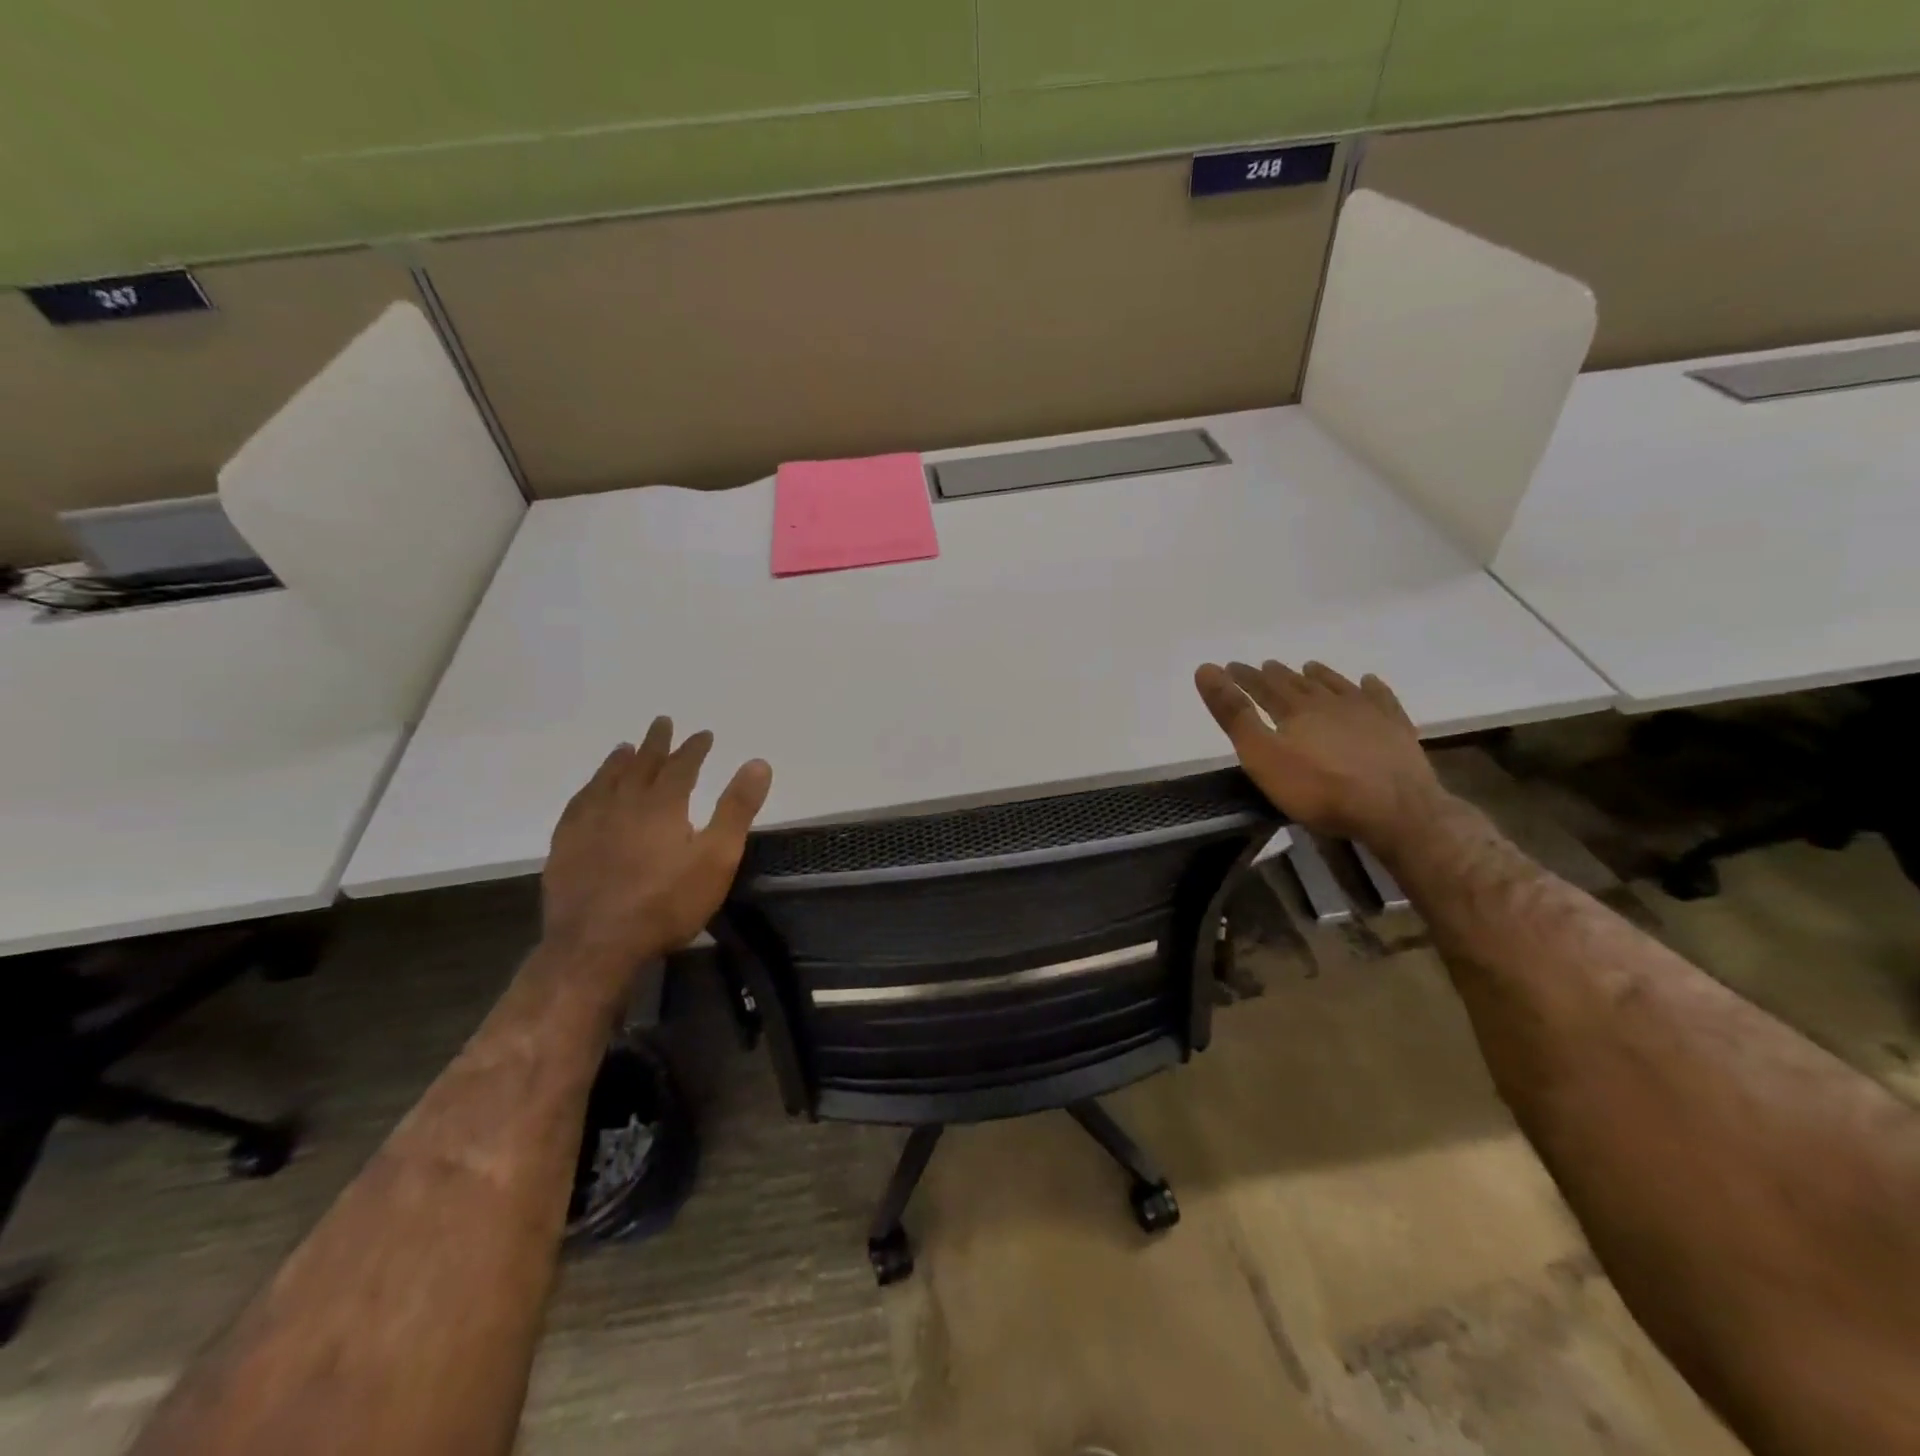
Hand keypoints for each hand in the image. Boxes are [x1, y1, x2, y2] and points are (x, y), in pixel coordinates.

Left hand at [542, 717, 772, 965]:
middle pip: (642, 764)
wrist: (596, 945)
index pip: (682, 765)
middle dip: (656, 743)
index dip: (695, 748)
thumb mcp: (717, 858)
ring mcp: (589, 823)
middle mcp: (624, 802)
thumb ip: (737, 808)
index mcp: (663, 804)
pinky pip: (578, 804)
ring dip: (620, 761)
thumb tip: (757, 762)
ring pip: (606, 780)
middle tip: (662, 722)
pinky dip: (589, 789)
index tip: (704, 734)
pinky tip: (590, 792)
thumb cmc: (667, 903)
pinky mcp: (566, 846)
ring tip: (625, 747)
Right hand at [1194, 659, 1444, 847]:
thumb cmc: (1319, 788)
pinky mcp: (1396, 729)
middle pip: (1299, 684)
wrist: (1395, 809)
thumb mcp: (1262, 755)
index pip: (1263, 687)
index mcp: (1295, 710)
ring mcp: (1367, 713)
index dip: (1244, 677)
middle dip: (1278, 675)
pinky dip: (1371, 688)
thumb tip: (1206, 669)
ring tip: (1309, 667)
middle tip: (1266, 665)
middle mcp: (1329, 703)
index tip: (1228, 666)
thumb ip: (1234, 715)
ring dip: (1321, 676)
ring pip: (1337, 686)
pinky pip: (1380, 699)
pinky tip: (1369, 682)